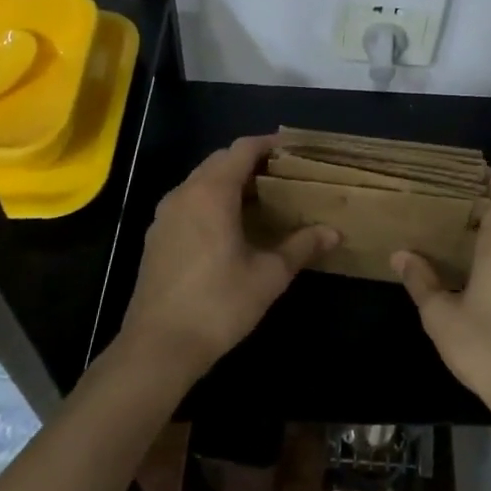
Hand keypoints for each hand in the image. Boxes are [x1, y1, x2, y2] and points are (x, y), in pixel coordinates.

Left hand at [116, 134, 336, 385]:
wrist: (157, 347)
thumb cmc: (218, 304)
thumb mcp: (269, 275)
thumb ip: (301, 247)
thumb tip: (333, 232)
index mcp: (212, 193)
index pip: (242, 149)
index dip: (268, 143)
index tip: (293, 148)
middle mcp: (185, 194)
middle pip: (219, 160)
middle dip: (250, 161)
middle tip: (283, 174)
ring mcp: (165, 215)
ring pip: (200, 181)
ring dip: (229, 181)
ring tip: (261, 198)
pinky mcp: (156, 237)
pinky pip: (188, 202)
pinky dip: (211, 200)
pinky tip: (230, 226)